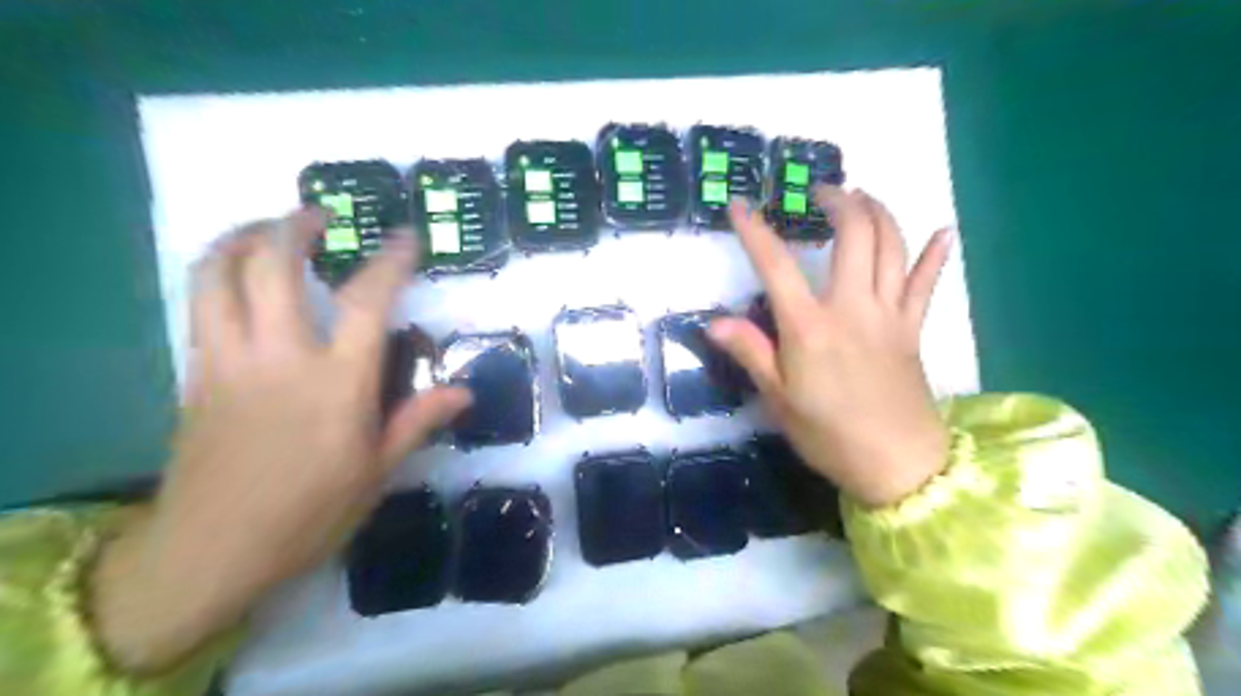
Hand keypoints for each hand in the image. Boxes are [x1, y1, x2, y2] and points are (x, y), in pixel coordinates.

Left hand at [89, 210, 471, 672]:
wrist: (211, 549)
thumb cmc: (309, 513)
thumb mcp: (377, 471)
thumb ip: (418, 420)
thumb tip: (464, 392)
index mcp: (337, 383)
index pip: (367, 301)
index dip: (389, 261)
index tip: (405, 238)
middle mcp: (280, 357)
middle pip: (273, 267)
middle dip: (294, 227)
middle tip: (318, 215)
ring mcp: (229, 360)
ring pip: (217, 275)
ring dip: (242, 238)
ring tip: (268, 230)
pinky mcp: (196, 373)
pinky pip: (199, 306)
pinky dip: (217, 276)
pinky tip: (238, 280)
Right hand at [714, 189, 952, 506]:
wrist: (897, 464)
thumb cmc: (829, 435)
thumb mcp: (779, 399)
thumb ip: (751, 354)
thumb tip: (715, 323)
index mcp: (810, 327)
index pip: (776, 266)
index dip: (754, 232)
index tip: (738, 205)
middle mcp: (852, 308)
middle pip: (854, 235)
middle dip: (839, 202)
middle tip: (821, 191)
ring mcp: (889, 315)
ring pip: (893, 247)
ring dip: (879, 213)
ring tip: (863, 197)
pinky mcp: (913, 329)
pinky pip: (927, 283)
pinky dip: (936, 255)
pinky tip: (944, 231)